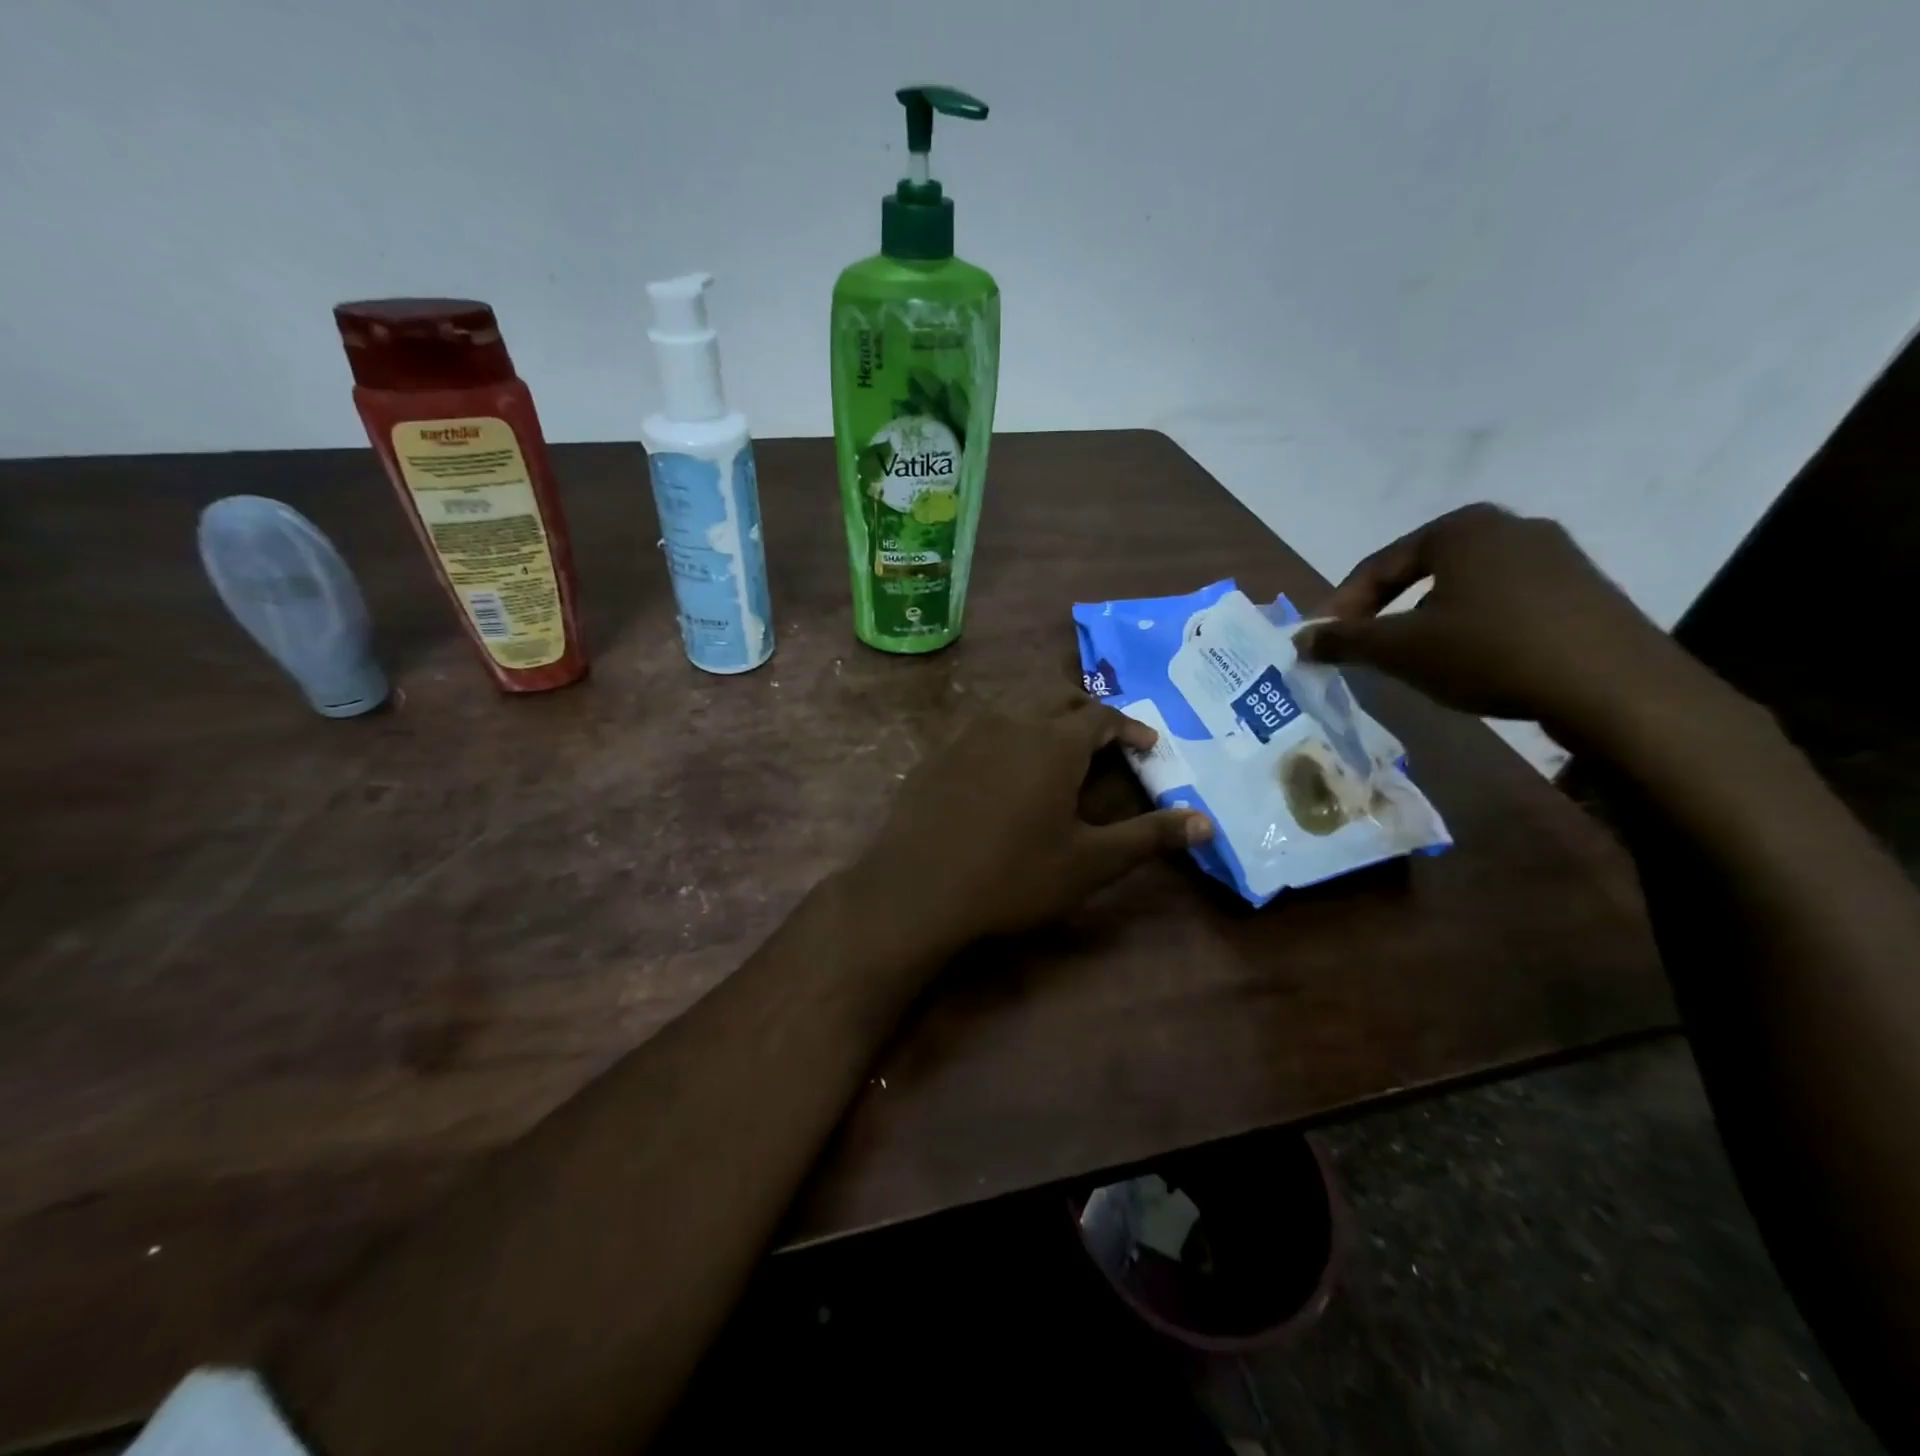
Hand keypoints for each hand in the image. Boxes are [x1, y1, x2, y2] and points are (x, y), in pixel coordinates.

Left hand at [856, 695, 1211, 951]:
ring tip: (1056, 749)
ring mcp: (967, 734)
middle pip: (1057, 696)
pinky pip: (981, 728)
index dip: (1130, 726)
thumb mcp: (1090, 863)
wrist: (916, 889)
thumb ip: (1148, 838)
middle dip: (1087, 712)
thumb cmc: (1012, 875)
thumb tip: (1205, 822)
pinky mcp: (937, 753)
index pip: (1102, 715)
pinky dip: (1005, 735)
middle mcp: (1012, 723)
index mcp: (1054, 741)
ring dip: (1044, 717)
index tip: (1147, 744)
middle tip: (1104, 740)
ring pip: (1016, 706)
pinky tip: (1001, 770)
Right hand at [1295, 504, 1709, 734]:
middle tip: (1363, 647)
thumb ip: (1344, 641)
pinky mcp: (1583, 588)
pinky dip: (1474, 626)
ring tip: (1414, 658)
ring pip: (1464, 587)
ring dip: (1427, 620)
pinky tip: (1471, 660)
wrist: (1614, 686)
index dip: (1341, 606)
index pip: (1378, 565)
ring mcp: (1555, 555)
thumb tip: (1299, 640)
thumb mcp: (1401, 649)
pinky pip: (1505, 601)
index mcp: (1460, 528)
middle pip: (1422, 571)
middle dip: (1385, 610)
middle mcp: (1509, 526)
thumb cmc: (1490, 652)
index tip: (1320, 641)